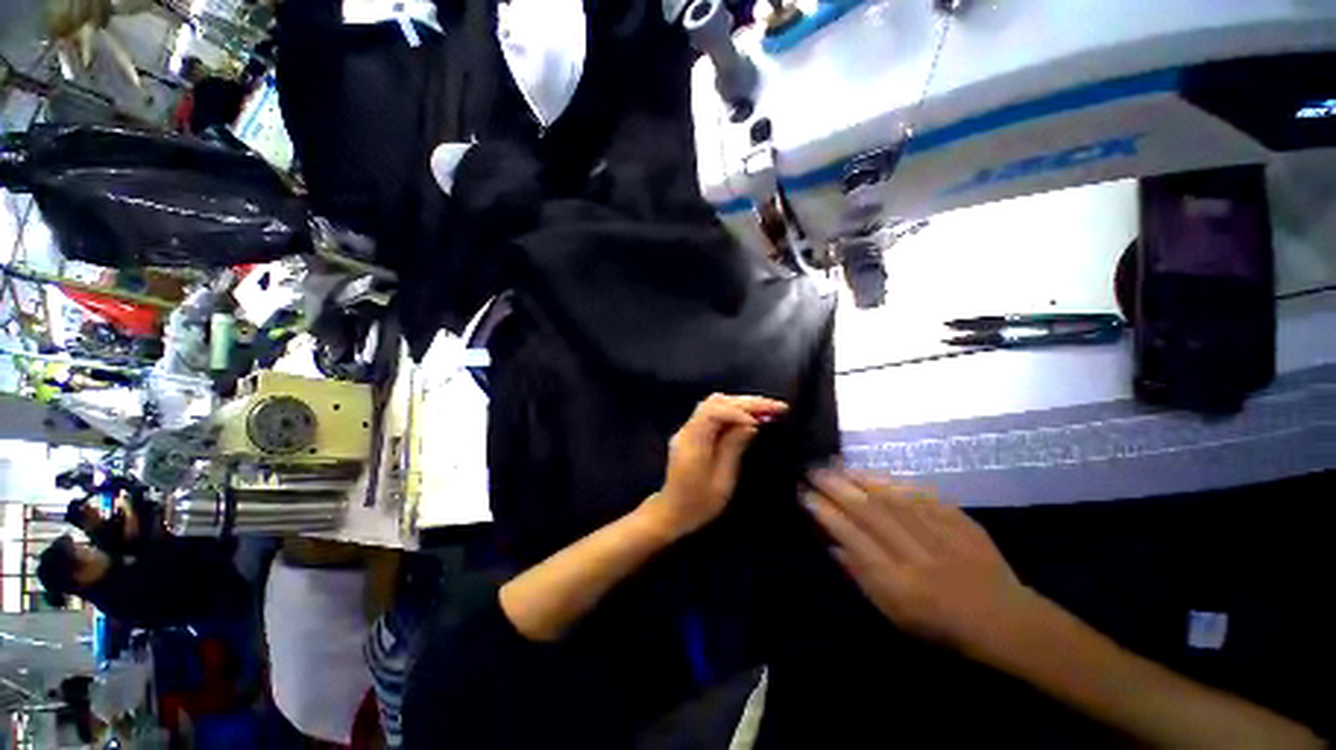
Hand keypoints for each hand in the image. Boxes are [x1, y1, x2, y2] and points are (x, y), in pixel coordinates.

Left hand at [640, 394, 788, 539]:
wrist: (672, 512)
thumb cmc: (698, 504)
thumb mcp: (722, 481)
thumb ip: (734, 448)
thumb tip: (750, 424)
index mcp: (692, 442)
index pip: (712, 412)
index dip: (737, 411)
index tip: (759, 422)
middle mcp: (687, 430)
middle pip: (716, 402)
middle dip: (747, 402)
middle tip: (777, 407)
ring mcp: (688, 429)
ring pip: (715, 404)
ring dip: (742, 404)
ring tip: (767, 410)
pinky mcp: (693, 433)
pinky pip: (714, 414)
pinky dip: (734, 411)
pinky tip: (751, 417)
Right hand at [804, 469, 1034, 652]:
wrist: (1006, 620)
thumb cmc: (943, 627)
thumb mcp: (895, 615)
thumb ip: (861, 577)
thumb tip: (832, 545)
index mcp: (899, 584)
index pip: (852, 538)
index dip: (825, 513)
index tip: (803, 494)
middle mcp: (916, 555)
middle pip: (868, 512)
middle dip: (835, 487)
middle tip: (811, 469)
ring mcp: (941, 535)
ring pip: (891, 498)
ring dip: (858, 478)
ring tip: (834, 465)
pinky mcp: (959, 521)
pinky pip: (920, 496)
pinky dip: (893, 482)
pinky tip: (873, 474)